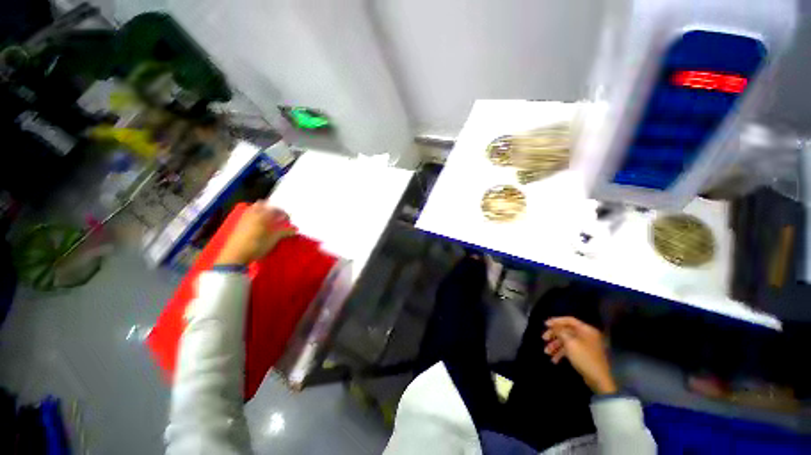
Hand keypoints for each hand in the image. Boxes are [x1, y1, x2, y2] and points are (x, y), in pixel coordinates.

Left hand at [214, 202, 296, 265]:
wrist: (236, 255)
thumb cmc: (257, 246)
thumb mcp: (273, 240)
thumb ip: (285, 232)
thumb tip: (295, 229)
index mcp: (262, 216)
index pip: (276, 210)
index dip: (284, 214)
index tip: (288, 219)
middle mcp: (252, 214)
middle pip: (263, 204)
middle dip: (271, 208)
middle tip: (278, 216)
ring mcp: (244, 218)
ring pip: (254, 208)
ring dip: (262, 210)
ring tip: (269, 218)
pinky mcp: (239, 224)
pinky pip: (247, 213)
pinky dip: (255, 215)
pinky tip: (258, 223)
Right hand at [542, 316, 617, 394]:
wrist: (598, 379)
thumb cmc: (584, 357)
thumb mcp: (570, 342)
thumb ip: (560, 331)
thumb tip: (553, 325)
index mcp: (586, 330)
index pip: (569, 320)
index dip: (556, 321)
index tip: (545, 325)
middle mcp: (587, 335)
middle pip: (566, 331)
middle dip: (554, 335)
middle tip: (544, 339)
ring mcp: (585, 345)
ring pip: (567, 341)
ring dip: (556, 346)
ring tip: (546, 352)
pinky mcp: (584, 355)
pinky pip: (570, 349)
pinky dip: (562, 353)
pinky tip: (554, 360)